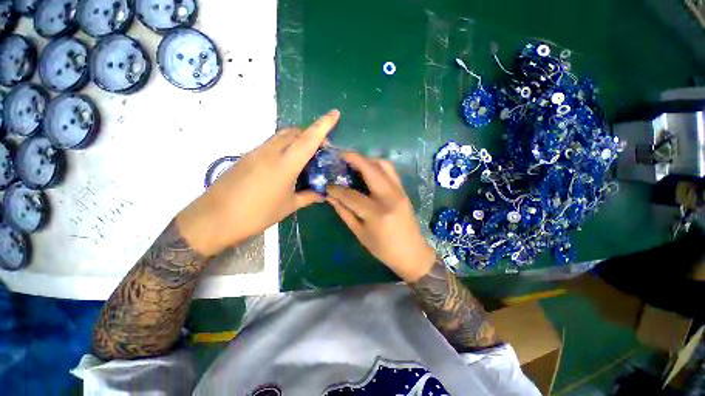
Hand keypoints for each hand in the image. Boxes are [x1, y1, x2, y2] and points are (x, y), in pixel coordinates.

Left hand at [177, 109, 340, 255]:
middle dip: (311, 134)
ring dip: (297, 139)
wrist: (213, 219)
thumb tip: (322, 194)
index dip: (323, 125)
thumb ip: (308, 197)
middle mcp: (270, 152)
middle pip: (295, 132)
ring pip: (282, 136)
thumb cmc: (256, 214)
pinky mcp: (247, 156)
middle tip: (321, 150)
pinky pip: (271, 144)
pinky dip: (284, 147)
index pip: (308, 139)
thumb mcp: (288, 207)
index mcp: (285, 164)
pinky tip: (287, 165)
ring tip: (305, 158)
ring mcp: (256, 152)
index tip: (335, 113)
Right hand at [327, 153, 435, 281]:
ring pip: (383, 165)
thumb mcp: (360, 233)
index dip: (337, 189)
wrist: (412, 253)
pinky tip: (368, 169)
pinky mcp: (403, 190)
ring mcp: (399, 192)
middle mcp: (390, 197)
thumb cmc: (384, 249)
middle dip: (353, 159)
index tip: (327, 185)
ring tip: (353, 161)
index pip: (352, 195)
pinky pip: (390, 171)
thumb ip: (344, 212)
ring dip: (367, 159)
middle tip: (340, 155)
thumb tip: (330, 197)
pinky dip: (377, 165)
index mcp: (377, 213)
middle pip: (370, 170)